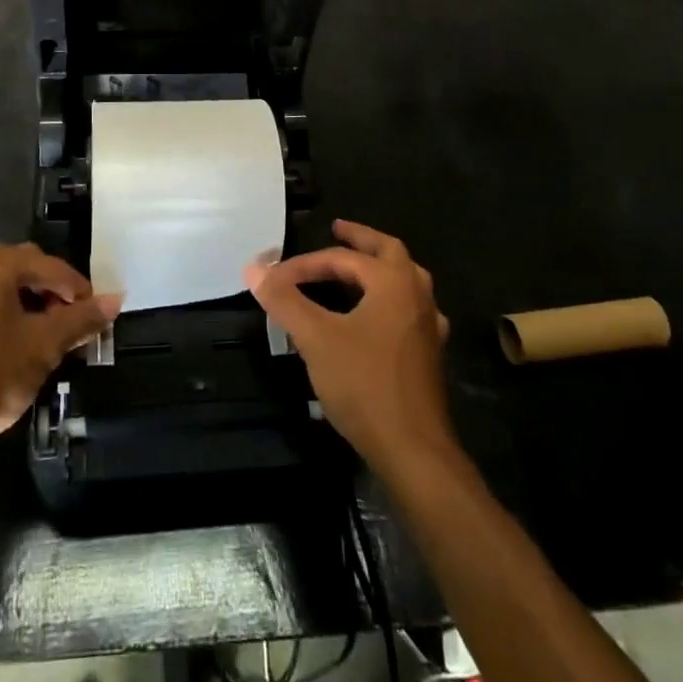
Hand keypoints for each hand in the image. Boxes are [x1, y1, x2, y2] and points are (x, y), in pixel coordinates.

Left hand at [0, 241, 121, 459]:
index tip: (96, 318)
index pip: (51, 267)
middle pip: (27, 270)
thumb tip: (116, 299)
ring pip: (4, 286)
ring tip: (48, 339)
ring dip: (30, 305)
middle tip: (73, 328)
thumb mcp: (43, 348)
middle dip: (54, 296)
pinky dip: (5, 314)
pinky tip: (16, 344)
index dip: (79, 291)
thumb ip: (81, 319)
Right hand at [244, 220, 452, 469]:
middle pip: (389, 252)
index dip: (305, 264)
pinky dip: (390, 300)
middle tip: (336, 231)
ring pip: (406, 280)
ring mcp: (428, 325)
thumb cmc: (364, 385)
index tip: (275, 278)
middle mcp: (417, 295)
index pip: (342, 259)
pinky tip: (379, 316)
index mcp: (393, 282)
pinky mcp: (429, 353)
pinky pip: (409, 310)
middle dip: (360, 240)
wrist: (413, 450)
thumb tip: (254, 268)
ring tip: (355, 269)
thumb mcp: (316, 338)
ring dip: (379, 268)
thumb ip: (285, 300)